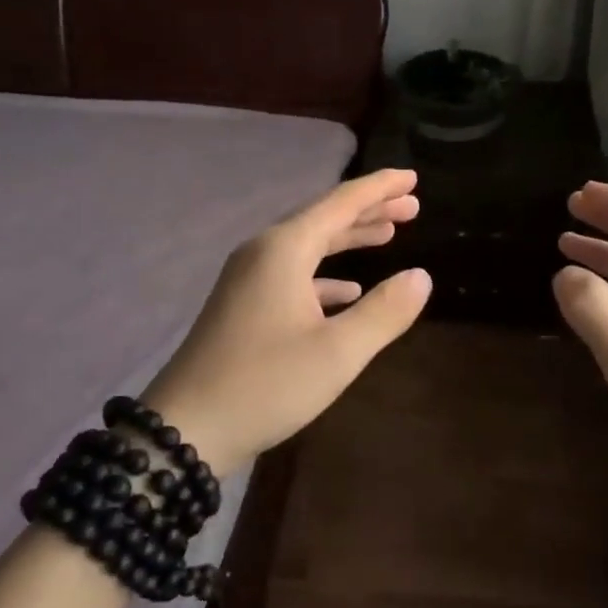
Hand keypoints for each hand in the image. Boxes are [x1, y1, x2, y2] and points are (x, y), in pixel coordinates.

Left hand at [142, 168, 430, 475]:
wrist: (186, 429)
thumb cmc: (266, 384)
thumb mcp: (338, 352)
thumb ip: (385, 312)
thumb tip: (421, 277)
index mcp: (284, 250)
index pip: (341, 202)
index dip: (380, 188)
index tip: (414, 178)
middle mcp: (263, 253)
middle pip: (324, 219)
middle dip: (369, 211)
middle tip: (411, 206)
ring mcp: (248, 279)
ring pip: (308, 246)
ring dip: (349, 240)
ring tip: (388, 236)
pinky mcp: (243, 306)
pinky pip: (293, 275)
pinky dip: (325, 276)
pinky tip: (348, 291)